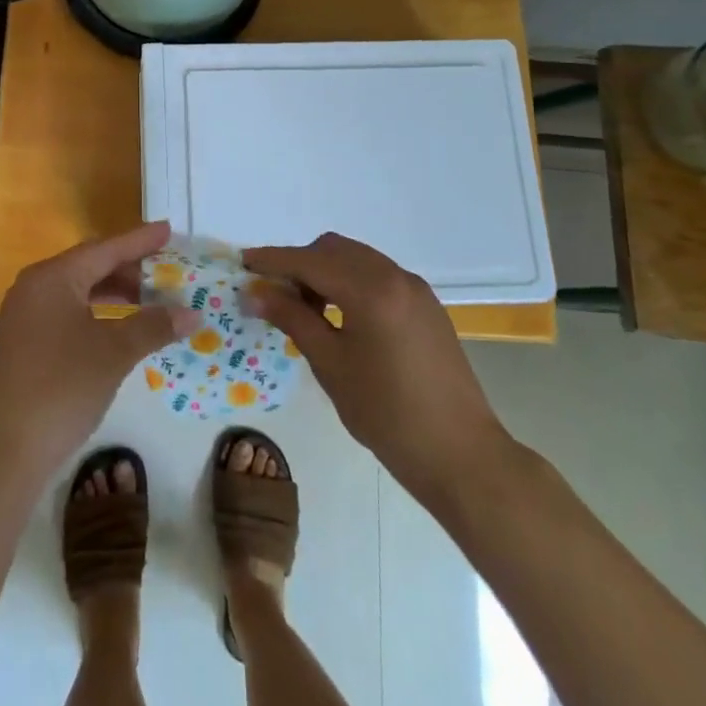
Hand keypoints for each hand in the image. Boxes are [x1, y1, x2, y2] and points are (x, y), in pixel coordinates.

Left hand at [0, 223, 196, 480]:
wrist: (1, 454)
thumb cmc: (61, 389)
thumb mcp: (114, 354)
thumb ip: (153, 326)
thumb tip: (192, 313)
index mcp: (53, 277)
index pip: (105, 248)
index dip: (139, 240)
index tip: (168, 229)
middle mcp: (35, 287)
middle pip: (90, 266)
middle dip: (129, 267)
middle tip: (166, 269)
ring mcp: (25, 316)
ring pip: (78, 291)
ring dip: (114, 293)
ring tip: (149, 299)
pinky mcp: (24, 343)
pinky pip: (68, 313)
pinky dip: (97, 314)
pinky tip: (118, 329)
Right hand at [244, 233, 511, 505]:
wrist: (462, 455)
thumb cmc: (388, 415)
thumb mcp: (331, 365)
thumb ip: (293, 319)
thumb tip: (256, 291)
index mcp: (370, 289)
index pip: (309, 260)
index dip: (273, 260)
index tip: (243, 263)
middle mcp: (395, 276)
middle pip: (334, 250)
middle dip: (300, 263)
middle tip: (275, 295)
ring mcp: (415, 289)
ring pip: (357, 259)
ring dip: (326, 272)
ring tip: (306, 310)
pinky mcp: (426, 306)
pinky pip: (378, 276)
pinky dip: (351, 282)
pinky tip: (341, 317)